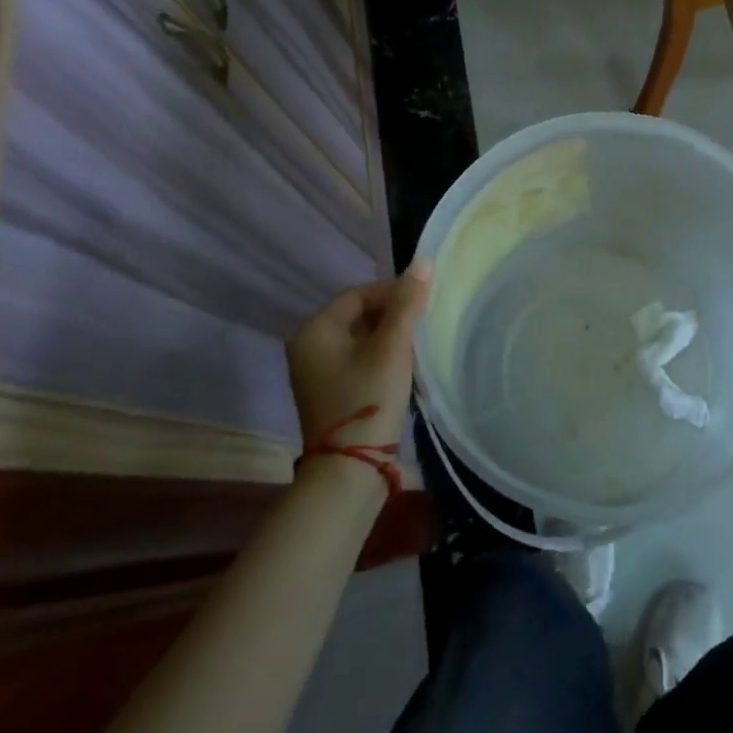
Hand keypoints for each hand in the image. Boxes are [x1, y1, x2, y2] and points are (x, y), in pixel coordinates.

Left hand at [286, 260, 431, 452]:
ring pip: (361, 338)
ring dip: (390, 336)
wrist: (350, 471)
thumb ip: (408, 303)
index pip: (358, 294)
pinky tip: (404, 366)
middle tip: (424, 322)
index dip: (393, 292)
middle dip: (393, 315)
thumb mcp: (393, 347)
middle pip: (358, 315)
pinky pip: (358, 360)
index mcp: (314, 331)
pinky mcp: (330, 393)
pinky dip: (382, 356)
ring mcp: (317, 373)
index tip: (424, 302)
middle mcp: (308, 348)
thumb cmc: (368, 399)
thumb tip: (424, 261)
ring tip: (419, 343)